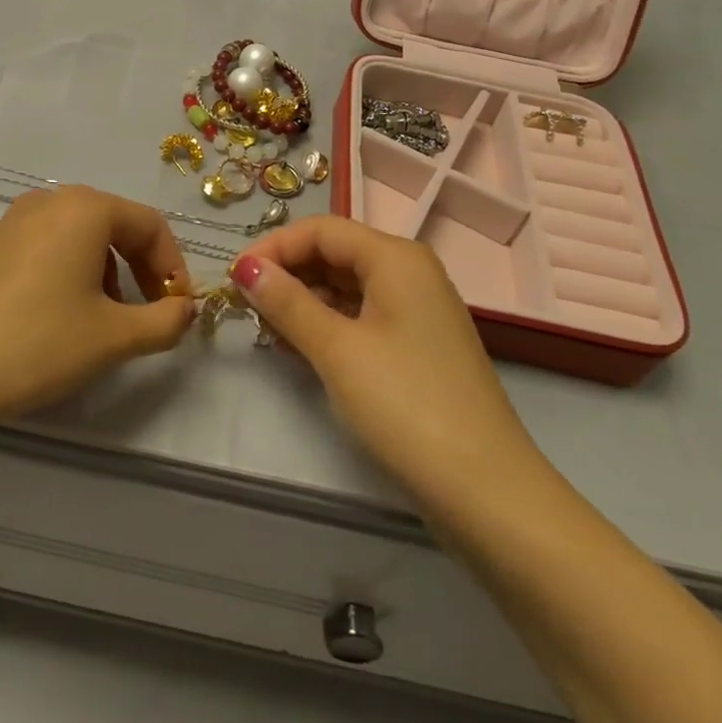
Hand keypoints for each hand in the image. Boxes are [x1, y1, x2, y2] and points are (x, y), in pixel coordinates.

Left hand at [0, 186, 196, 437]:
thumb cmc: (38, 344)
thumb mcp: (113, 337)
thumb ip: (164, 321)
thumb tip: (185, 310)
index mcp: (85, 207)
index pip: (150, 224)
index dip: (173, 267)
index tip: (178, 310)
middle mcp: (50, 200)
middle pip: (116, 224)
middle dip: (141, 269)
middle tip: (149, 315)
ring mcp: (14, 219)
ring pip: (81, 236)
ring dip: (107, 272)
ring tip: (104, 320)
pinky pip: (48, 245)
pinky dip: (71, 271)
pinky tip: (61, 315)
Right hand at [231, 216, 537, 505]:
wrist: (487, 492)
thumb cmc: (406, 406)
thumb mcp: (337, 349)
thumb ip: (287, 302)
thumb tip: (244, 267)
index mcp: (396, 258)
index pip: (321, 229)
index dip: (273, 247)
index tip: (234, 277)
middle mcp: (410, 272)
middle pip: (335, 252)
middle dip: (287, 273)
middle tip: (246, 305)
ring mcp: (417, 310)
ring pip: (347, 285)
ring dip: (303, 300)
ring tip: (266, 329)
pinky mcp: (417, 345)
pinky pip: (362, 315)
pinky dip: (327, 323)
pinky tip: (299, 347)